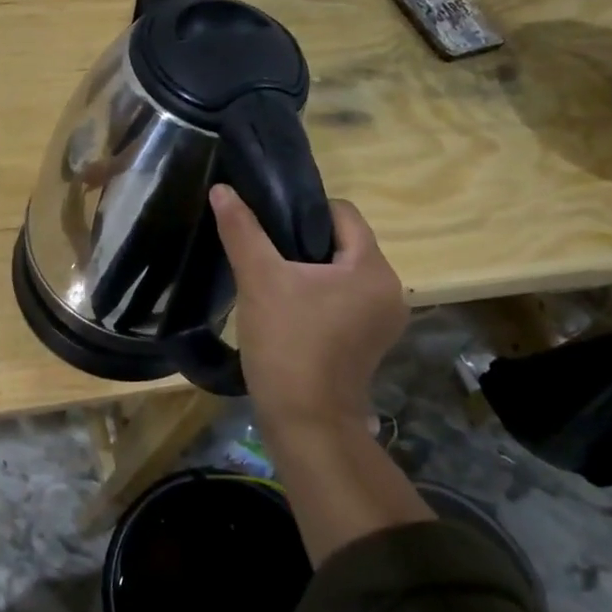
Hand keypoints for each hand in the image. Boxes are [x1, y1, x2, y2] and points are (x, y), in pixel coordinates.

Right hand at [209, 184, 408, 433]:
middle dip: (304, 242)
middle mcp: (389, 290)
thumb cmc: (287, 344)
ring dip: (310, 271)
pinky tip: (288, 309)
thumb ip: (242, 230)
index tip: (268, 224)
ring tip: (272, 279)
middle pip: (344, 243)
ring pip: (343, 274)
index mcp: (373, 269)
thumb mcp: (259, 279)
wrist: (305, 422)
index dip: (304, 210)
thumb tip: (222, 189)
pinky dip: (319, 297)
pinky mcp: (370, 344)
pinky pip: (345, 301)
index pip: (343, 213)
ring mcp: (383, 321)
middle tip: (264, 251)